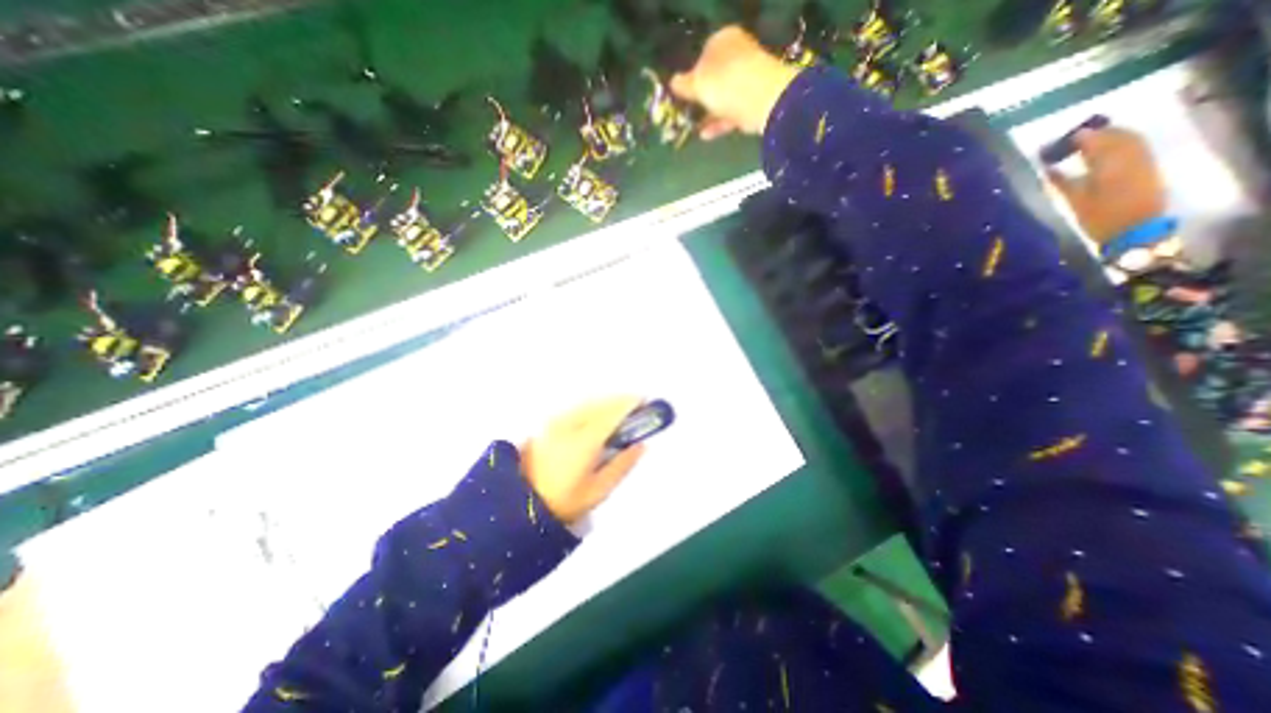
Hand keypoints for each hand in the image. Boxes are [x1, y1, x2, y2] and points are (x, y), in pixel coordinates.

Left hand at [522, 398, 649, 525]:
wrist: (520, 504)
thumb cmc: (563, 502)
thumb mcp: (598, 491)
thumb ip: (622, 465)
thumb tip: (641, 445)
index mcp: (585, 440)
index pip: (613, 413)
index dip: (631, 405)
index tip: (647, 402)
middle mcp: (571, 424)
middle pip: (601, 403)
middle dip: (621, 401)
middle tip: (638, 407)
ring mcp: (557, 421)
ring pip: (589, 403)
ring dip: (607, 402)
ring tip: (621, 411)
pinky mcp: (550, 424)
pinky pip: (578, 407)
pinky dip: (593, 406)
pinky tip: (599, 415)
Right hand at [669, 24, 797, 139]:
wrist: (759, 101)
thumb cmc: (724, 83)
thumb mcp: (697, 83)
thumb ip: (683, 85)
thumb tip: (672, 83)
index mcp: (723, 40)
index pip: (703, 55)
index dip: (691, 75)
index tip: (681, 94)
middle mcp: (737, 56)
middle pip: (713, 79)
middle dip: (700, 98)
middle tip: (685, 113)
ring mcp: (747, 80)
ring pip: (721, 99)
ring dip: (706, 114)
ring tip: (691, 128)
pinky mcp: (752, 103)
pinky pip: (730, 114)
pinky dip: (717, 124)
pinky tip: (704, 136)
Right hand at [1047, 129, 1163, 248]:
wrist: (1134, 229)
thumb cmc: (1098, 217)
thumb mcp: (1074, 201)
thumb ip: (1061, 181)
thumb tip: (1047, 167)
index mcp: (1108, 163)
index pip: (1094, 140)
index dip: (1077, 138)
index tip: (1058, 142)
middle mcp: (1129, 155)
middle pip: (1115, 134)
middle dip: (1095, 134)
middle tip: (1073, 141)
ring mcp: (1143, 159)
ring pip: (1128, 138)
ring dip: (1109, 136)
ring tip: (1089, 144)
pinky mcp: (1149, 165)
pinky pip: (1136, 145)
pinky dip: (1121, 143)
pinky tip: (1107, 151)